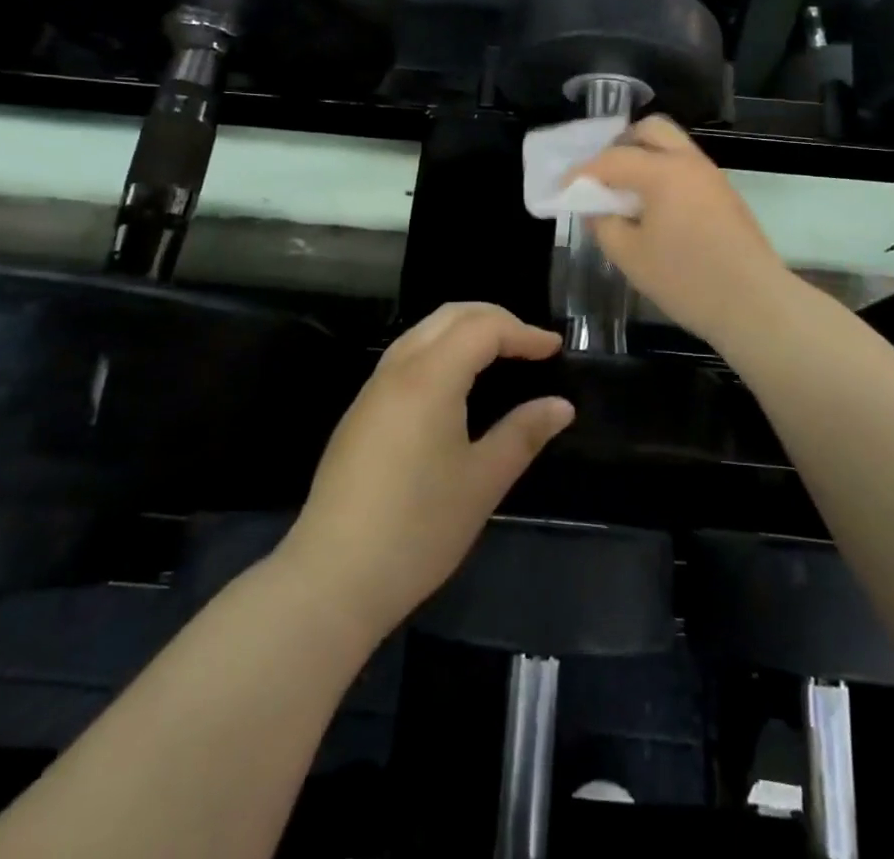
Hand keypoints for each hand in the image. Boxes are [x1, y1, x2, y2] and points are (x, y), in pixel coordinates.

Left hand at [282, 304, 572, 639]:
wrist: (332, 579)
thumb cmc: (418, 528)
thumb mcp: (483, 481)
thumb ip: (523, 433)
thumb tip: (561, 406)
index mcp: (430, 377)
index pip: (482, 328)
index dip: (523, 332)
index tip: (554, 349)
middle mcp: (397, 369)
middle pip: (449, 315)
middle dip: (494, 318)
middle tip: (529, 343)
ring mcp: (373, 390)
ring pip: (423, 332)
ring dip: (465, 330)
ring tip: (499, 355)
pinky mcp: (361, 413)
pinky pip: (407, 356)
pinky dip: (442, 350)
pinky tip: (457, 384)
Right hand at [574, 116, 789, 347]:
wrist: (754, 303)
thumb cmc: (686, 279)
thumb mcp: (630, 256)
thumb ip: (603, 224)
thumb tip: (596, 208)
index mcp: (662, 172)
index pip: (612, 159)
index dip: (582, 173)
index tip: (564, 189)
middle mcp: (689, 162)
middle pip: (650, 131)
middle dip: (620, 146)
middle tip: (602, 178)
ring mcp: (711, 176)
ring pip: (672, 147)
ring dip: (644, 159)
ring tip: (625, 194)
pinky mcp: (725, 194)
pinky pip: (686, 168)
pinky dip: (663, 175)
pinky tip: (653, 208)